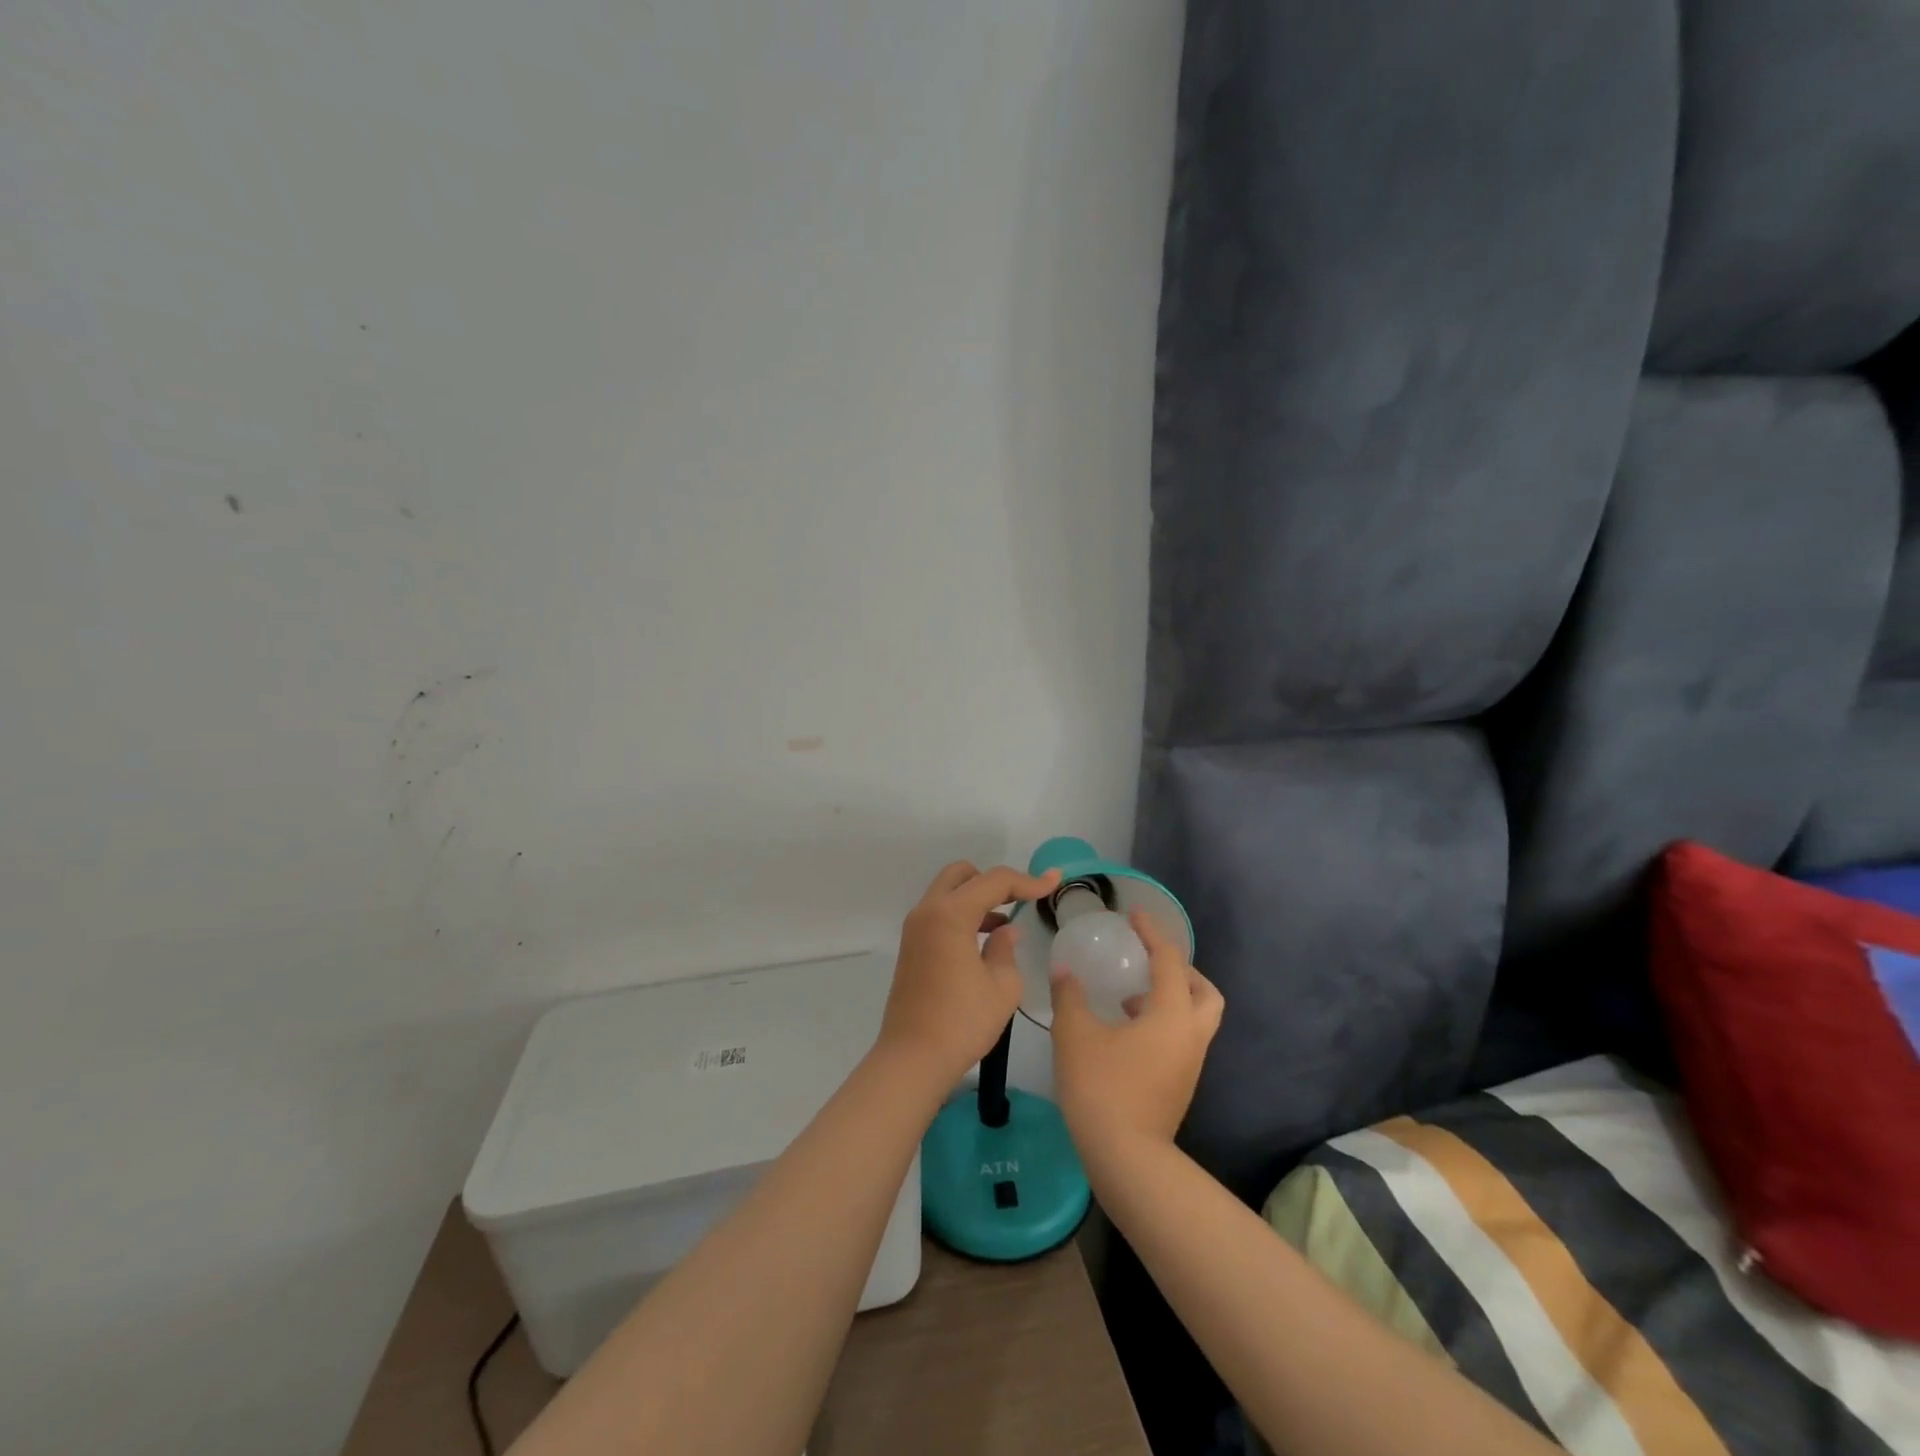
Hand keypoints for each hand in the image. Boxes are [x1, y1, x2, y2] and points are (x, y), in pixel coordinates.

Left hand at [877, 861, 1061, 1089]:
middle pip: (963, 874)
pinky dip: (962, 914)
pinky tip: (985, 940)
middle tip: (1020, 900)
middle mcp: (928, 911)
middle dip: (994, 881)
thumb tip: (1005, 931)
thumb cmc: (963, 1021)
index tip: (1054, 882)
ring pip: (949, 893)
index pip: (994, 881)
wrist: (913, 1058)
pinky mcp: (912, 946)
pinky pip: (940, 913)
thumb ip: (1006, 948)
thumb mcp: (1002, 986)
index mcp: (951, 914)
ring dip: (977, 898)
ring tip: (1006, 923)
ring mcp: (915, 928)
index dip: (1028, 881)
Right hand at [1050, 909, 1223, 1159]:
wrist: (1126, 1158)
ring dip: (1172, 998)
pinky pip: (1183, 1039)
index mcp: (1171, 1014)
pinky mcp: (1181, 1084)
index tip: (1135, 915)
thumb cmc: (1102, 1087)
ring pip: (1197, 1018)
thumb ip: (1070, 995)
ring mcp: (1190, 1063)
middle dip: (1182, 971)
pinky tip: (1128, 1032)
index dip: (1152, 934)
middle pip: (1205, 991)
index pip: (1169, 961)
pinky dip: (1165, 1023)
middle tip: (1150, 963)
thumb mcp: (1075, 1034)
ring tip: (1131, 998)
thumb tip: (1064, 970)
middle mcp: (1190, 1035)